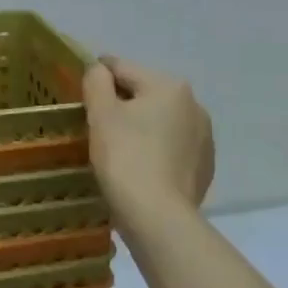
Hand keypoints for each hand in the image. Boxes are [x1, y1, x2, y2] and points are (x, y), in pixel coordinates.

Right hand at [82, 55, 214, 224]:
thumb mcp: (100, 112)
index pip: (122, 68)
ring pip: (159, 121)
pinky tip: (140, 170)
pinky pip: (171, 147)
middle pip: (144, 94)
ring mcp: (204, 138)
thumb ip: (96, 80)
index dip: (97, 80)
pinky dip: (154, 151)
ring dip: (140, 128)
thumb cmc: (125, 157)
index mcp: (169, 85)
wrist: (159, 219)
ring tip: (119, 152)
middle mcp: (194, 105)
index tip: (82, 99)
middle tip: (98, 129)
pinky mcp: (205, 167)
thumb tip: (100, 70)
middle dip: (121, 105)